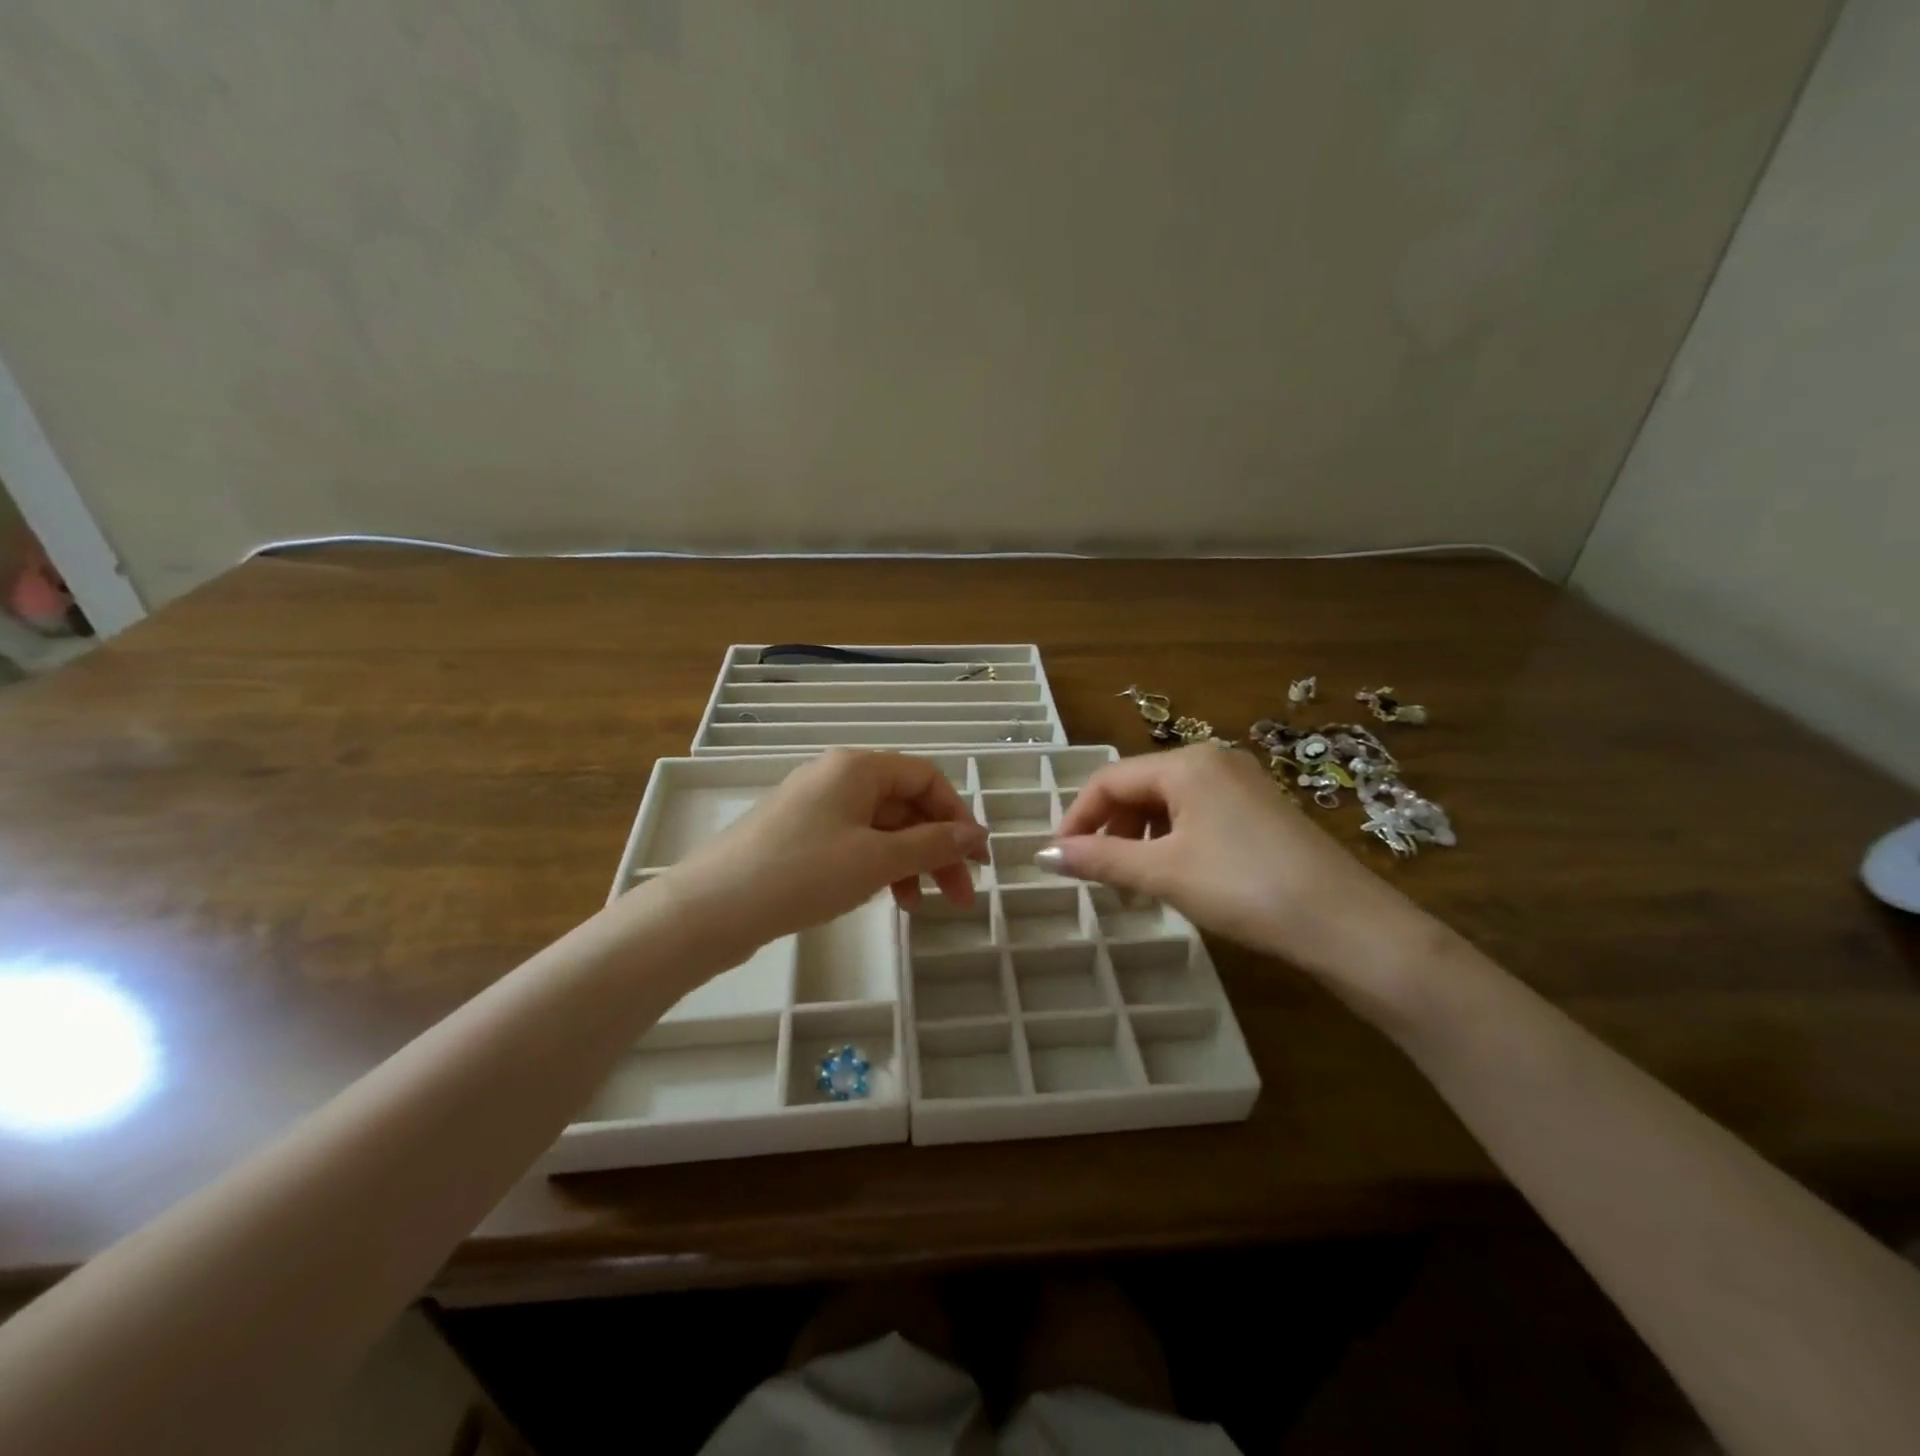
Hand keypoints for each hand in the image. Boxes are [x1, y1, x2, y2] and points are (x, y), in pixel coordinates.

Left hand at [658, 750, 988, 961]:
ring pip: (880, 827)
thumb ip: (931, 845)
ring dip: (909, 862)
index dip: (958, 816)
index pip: (926, 778)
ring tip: (920, 907)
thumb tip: (976, 834)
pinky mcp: (798, 835)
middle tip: (959, 896)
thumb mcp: (876, 860)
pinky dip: (877, 866)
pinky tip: (885, 898)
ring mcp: (815, 806)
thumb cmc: (802, 873)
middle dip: (937, 848)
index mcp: (857, 767)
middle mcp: (837, 777)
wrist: (712, 908)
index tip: (977, 859)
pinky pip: (854, 842)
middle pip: (905, 804)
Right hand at [1048, 746, 1436, 981]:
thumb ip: (1098, 859)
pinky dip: (1173, 842)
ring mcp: (1242, 783)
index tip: (1059, 859)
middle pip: (1138, 788)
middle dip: (1110, 830)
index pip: (1108, 780)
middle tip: (1097, 877)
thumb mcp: (1161, 872)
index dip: (1077, 818)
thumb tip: (1042, 856)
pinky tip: (1176, 876)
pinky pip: (1198, 815)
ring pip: (1168, 803)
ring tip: (1134, 885)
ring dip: (1140, 839)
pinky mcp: (1261, 810)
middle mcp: (1213, 760)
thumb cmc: (1242, 886)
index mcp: (1185, 763)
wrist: (1344, 923)